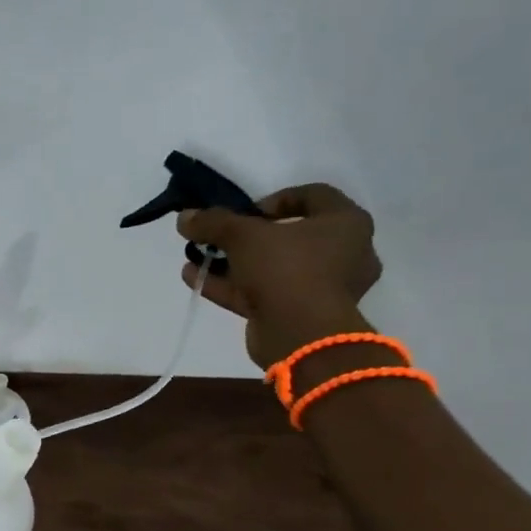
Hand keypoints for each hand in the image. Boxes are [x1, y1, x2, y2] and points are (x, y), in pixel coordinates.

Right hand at [177, 183, 382, 366]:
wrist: (301, 335)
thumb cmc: (287, 268)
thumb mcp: (243, 236)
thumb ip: (213, 222)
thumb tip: (184, 217)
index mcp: (346, 223)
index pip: (313, 195)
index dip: (275, 199)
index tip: (246, 212)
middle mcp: (343, 253)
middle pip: (289, 236)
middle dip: (246, 237)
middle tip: (220, 238)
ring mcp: (322, 288)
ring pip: (273, 268)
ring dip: (233, 263)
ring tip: (198, 259)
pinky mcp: (300, 316)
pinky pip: (264, 293)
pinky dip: (232, 286)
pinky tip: (196, 278)